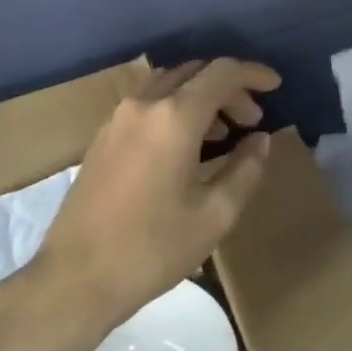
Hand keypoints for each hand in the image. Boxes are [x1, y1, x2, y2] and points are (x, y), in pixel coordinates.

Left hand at [35, 59, 280, 331]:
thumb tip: (260, 140)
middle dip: (229, 88)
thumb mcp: (214, 215)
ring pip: (169, 84)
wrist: (75, 278)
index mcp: (174, 117)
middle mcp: (144, 104)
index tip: (276, 86)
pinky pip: (148, 102)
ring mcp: (118, 117)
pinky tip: (186, 146)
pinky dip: (175, 107)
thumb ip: (245, 170)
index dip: (253, 74)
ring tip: (223, 133)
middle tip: (252, 120)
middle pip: (195, 73)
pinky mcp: (103, 136)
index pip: (222, 72)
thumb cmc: (152, 248)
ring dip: (200, 96)